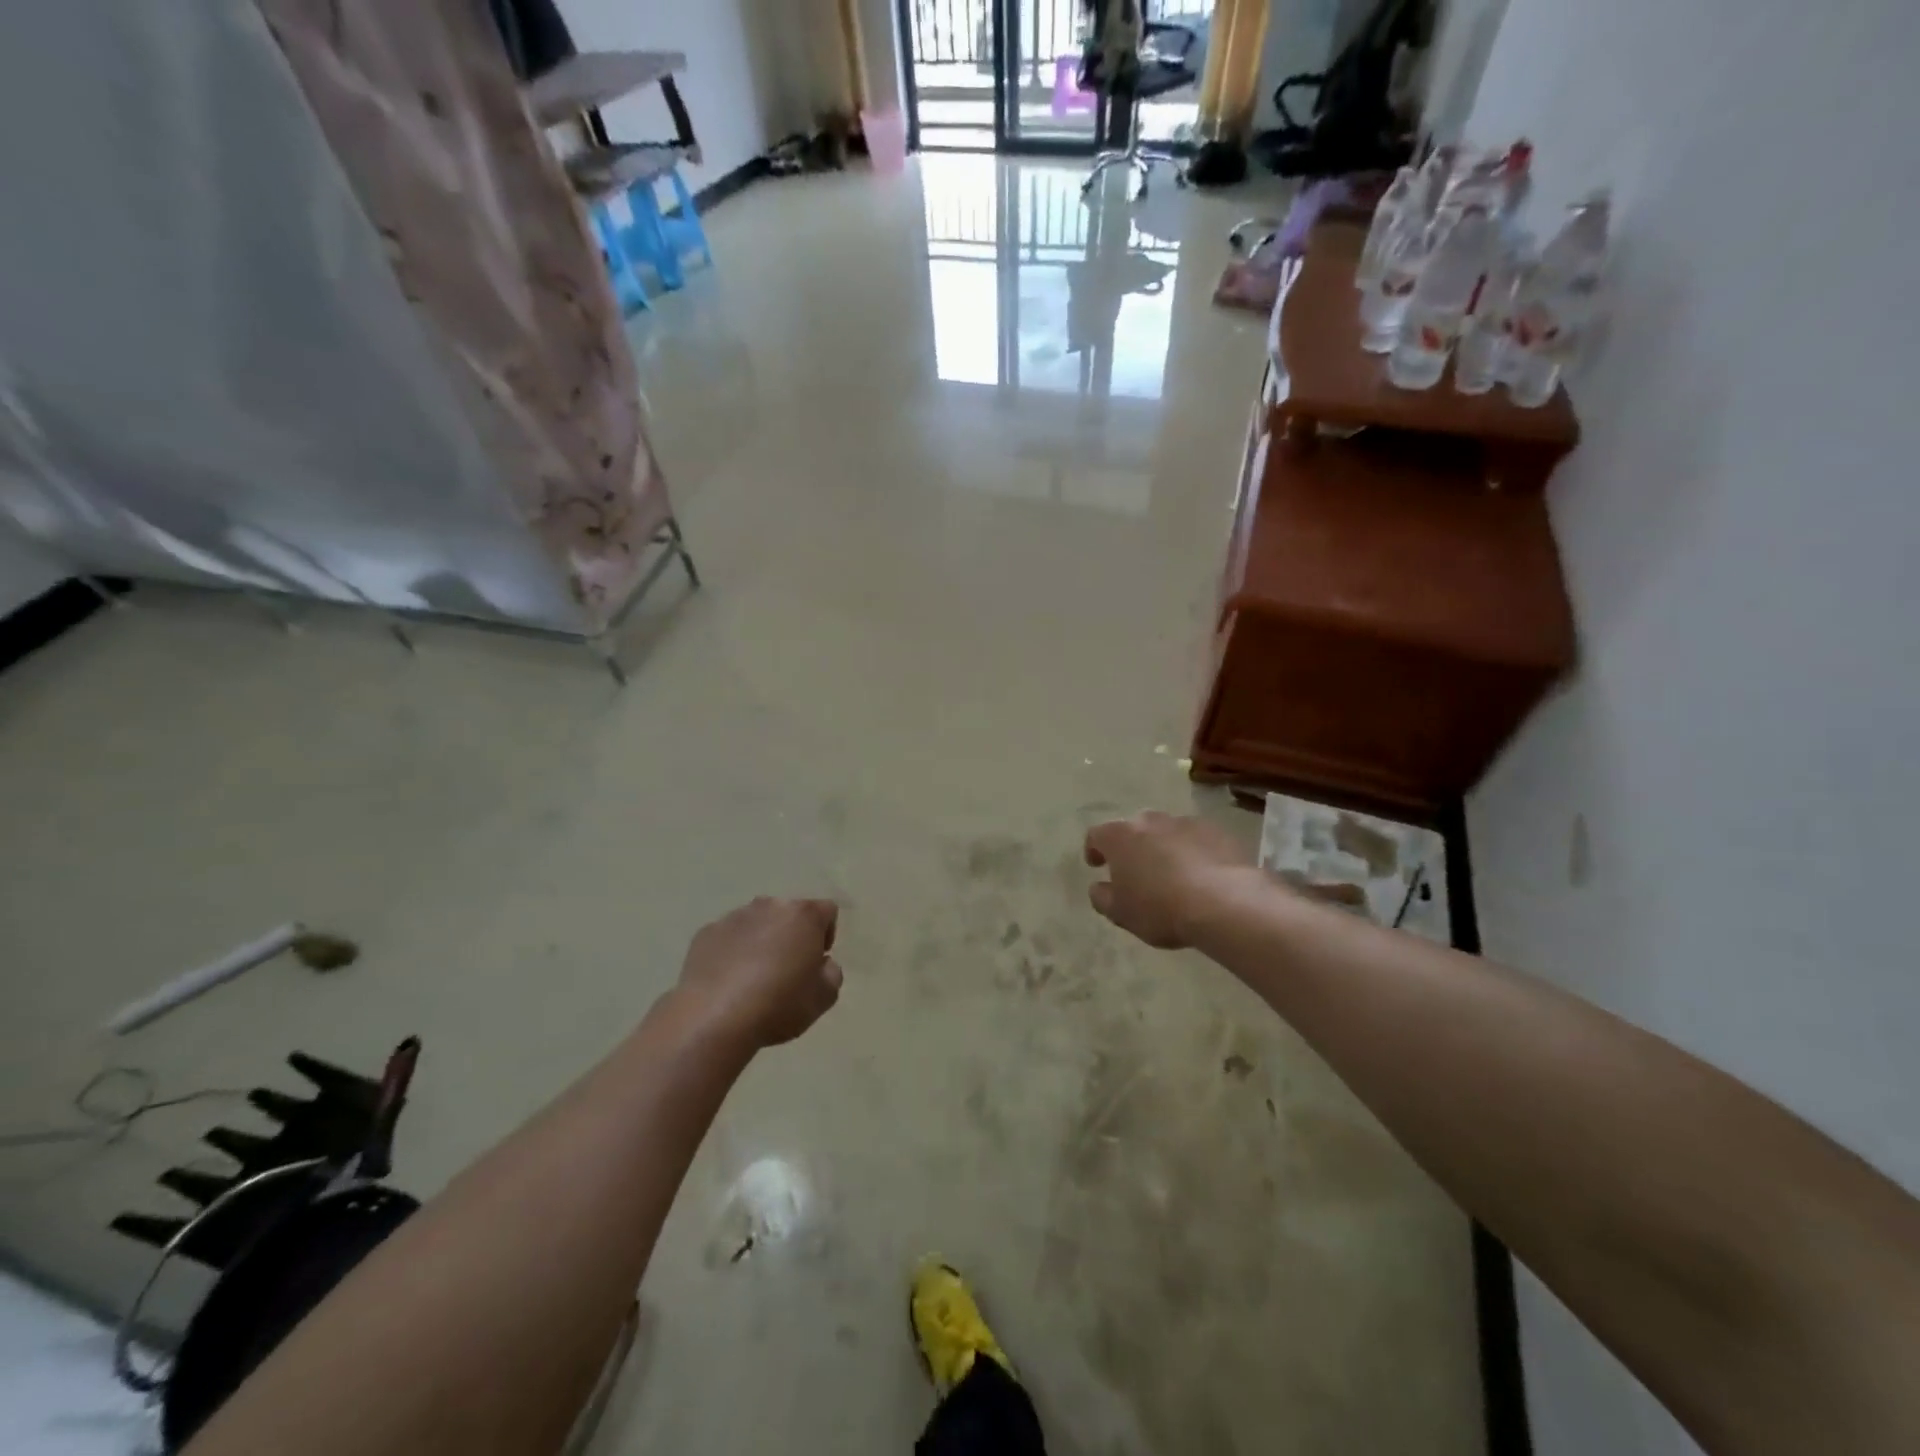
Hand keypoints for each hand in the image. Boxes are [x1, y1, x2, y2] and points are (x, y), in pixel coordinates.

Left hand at [676, 898, 842, 1049]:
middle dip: (791, 936)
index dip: (826, 935)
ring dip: (761, 941)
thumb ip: (832, 973)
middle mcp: (769, 906)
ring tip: (753, 978)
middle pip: (789, 914)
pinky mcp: (706, 933)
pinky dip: (732, 952)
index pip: (827, 911)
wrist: (714, 1017)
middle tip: (787, 970)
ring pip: (757, 923)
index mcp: (803, 916)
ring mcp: (734, 917)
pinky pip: (728, 937)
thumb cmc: (779, 1004)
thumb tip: (821, 963)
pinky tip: (728, 982)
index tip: (816, 961)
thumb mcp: (824, 997)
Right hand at [1084, 812, 1249, 949]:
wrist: (1224, 902)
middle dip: (1132, 847)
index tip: (1096, 864)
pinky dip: (1193, 851)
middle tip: (1136, 871)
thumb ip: (1102, 897)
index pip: (1096, 835)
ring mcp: (1184, 822)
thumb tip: (1098, 887)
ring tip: (1172, 874)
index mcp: (1119, 837)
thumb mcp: (1120, 913)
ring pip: (1166, 832)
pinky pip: (1196, 838)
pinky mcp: (1216, 831)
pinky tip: (1201, 874)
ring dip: (1163, 847)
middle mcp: (1149, 821)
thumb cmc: (1161, 908)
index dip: (1094, 849)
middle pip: (1133, 829)